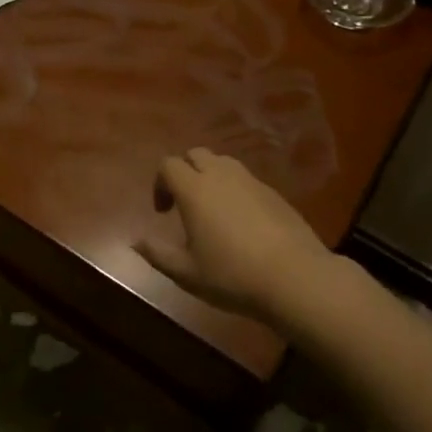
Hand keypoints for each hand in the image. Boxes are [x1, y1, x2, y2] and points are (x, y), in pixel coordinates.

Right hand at [136, 149, 333, 322]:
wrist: (295, 277)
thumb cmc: (232, 275)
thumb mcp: (187, 272)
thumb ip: (158, 254)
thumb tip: (136, 242)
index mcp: (194, 189)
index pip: (168, 165)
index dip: (159, 183)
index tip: (163, 212)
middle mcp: (221, 175)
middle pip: (196, 154)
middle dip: (184, 171)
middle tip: (184, 203)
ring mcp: (251, 181)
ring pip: (223, 163)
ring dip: (210, 176)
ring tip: (212, 209)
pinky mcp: (274, 193)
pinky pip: (245, 179)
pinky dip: (234, 189)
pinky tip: (241, 221)